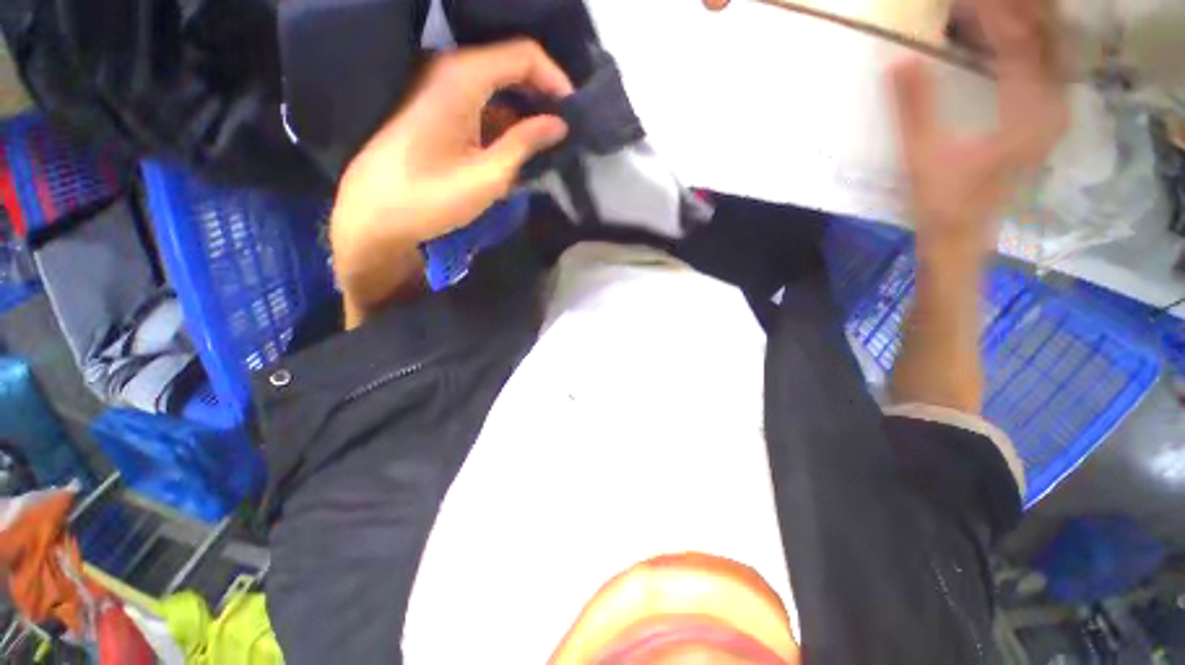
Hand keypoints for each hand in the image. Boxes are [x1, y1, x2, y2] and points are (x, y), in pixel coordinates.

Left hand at [331, 39, 572, 324]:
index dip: (556, 79)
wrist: (374, 213)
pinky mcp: (435, 108)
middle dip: (543, 95)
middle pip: (510, 65)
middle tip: (566, 129)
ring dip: (525, 110)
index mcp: (463, 76)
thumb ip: (525, 143)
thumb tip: (559, 124)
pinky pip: (481, 103)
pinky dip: (505, 120)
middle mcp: (450, 69)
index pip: (524, 54)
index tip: (575, 113)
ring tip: (549, 142)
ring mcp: (439, 88)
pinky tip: (520, 147)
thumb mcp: (488, 175)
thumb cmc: (431, 196)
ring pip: (497, 85)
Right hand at [890, 0, 1066, 261]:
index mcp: (1028, 114)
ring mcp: (1050, 114)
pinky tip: (999, 39)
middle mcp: (1051, 108)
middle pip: (1044, 39)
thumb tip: (898, 61)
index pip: (1019, 43)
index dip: (992, 14)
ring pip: (1047, 50)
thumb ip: (914, 107)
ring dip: (1021, 25)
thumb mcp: (922, 156)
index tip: (962, 0)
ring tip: (987, 11)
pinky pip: (1042, 67)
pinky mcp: (1041, 121)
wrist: (960, 237)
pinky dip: (1023, 46)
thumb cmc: (942, 203)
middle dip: (1014, 12)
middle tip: (977, 1)